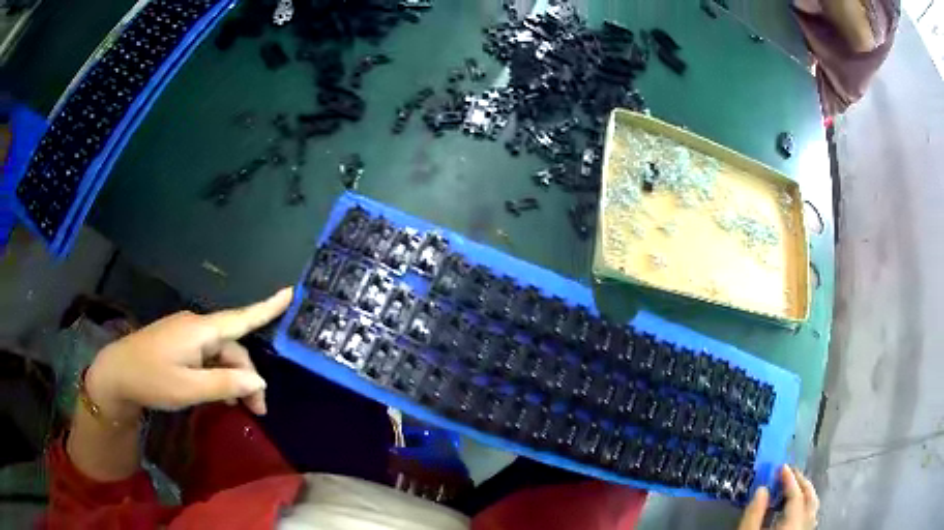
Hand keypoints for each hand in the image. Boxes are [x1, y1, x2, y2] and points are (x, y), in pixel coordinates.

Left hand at [85, 288, 292, 420]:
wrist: (116, 374)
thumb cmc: (151, 380)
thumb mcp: (189, 389)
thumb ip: (225, 384)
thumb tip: (258, 381)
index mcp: (200, 331)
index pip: (241, 317)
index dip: (266, 307)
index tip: (290, 292)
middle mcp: (196, 326)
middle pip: (233, 347)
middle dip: (248, 378)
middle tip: (257, 412)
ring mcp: (186, 334)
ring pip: (220, 354)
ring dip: (233, 380)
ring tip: (239, 408)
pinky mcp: (179, 343)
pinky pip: (207, 356)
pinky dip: (218, 375)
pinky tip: (219, 395)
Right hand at [738, 465, 818, 529]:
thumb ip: (754, 515)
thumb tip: (762, 489)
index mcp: (793, 525)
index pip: (796, 496)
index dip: (789, 479)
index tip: (781, 467)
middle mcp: (805, 526)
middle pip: (810, 499)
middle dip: (802, 482)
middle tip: (790, 472)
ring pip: (813, 508)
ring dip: (805, 494)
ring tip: (794, 487)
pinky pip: (810, 518)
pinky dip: (805, 507)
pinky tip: (795, 510)